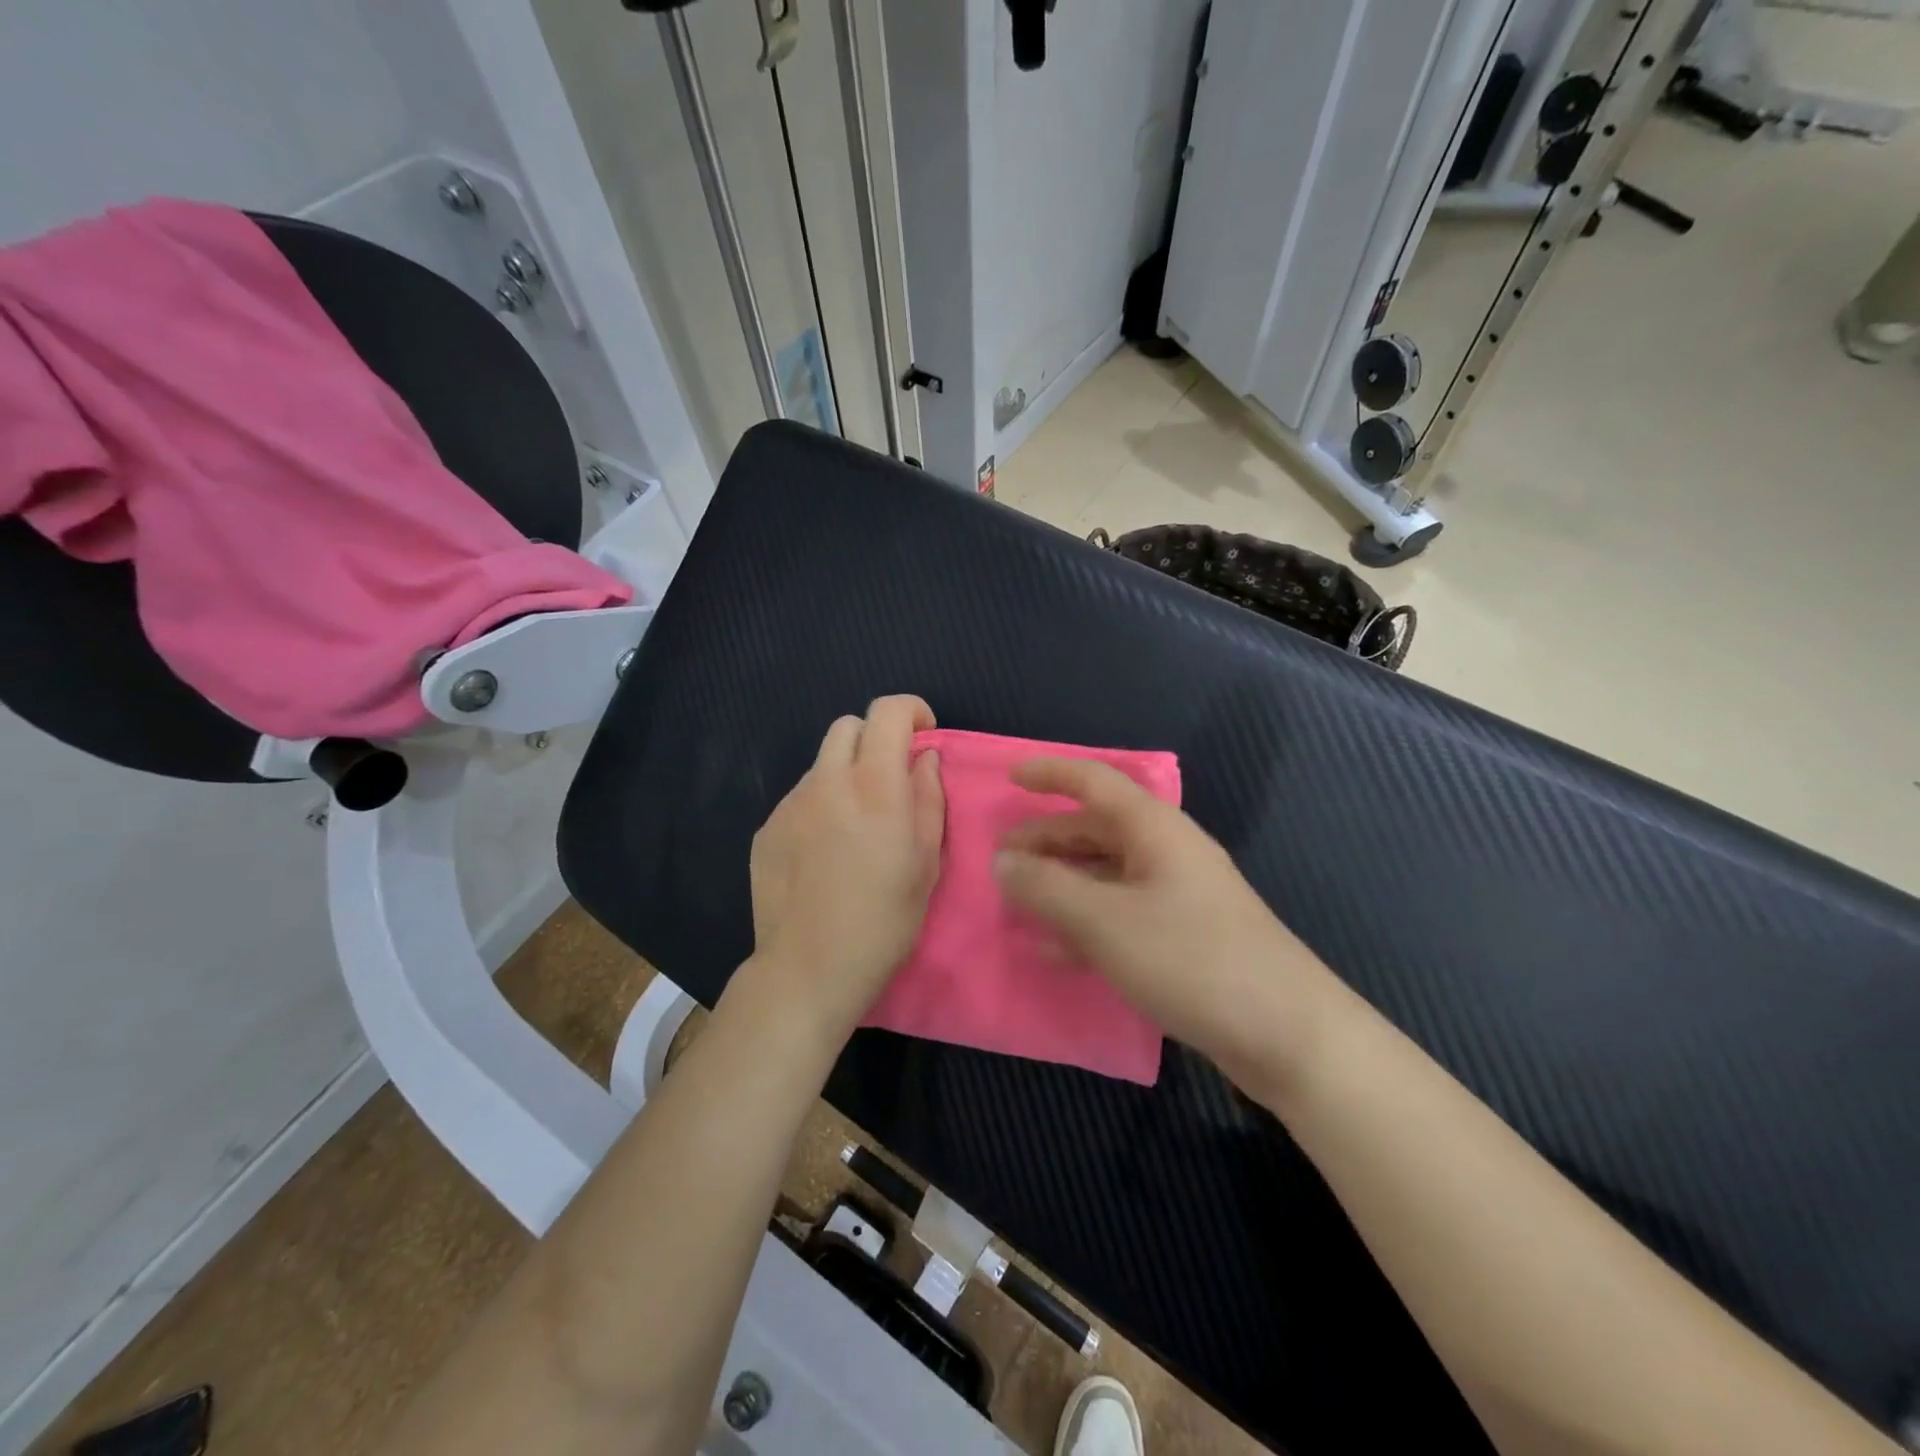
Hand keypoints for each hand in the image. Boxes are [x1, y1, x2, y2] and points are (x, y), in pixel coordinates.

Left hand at [740, 695, 945, 1053]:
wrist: (809, 969)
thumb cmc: (884, 920)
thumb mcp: (926, 862)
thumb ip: (928, 798)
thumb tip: (923, 759)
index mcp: (874, 786)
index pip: (887, 711)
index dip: (911, 710)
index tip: (924, 736)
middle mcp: (827, 782)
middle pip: (847, 726)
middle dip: (875, 738)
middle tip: (890, 779)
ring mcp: (790, 804)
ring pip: (821, 763)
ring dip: (845, 774)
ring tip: (855, 826)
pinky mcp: (766, 828)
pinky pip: (800, 798)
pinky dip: (820, 806)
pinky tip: (824, 852)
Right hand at [993, 757, 1341, 1097]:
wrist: (1287, 1033)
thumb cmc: (1191, 959)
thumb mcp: (1105, 922)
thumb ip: (1047, 888)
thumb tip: (1001, 862)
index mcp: (1154, 830)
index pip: (1095, 782)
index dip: (1051, 774)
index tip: (1011, 778)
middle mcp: (1166, 853)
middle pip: (1096, 830)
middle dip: (1047, 839)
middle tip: (1000, 859)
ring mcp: (1177, 897)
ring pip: (1105, 875)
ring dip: (1061, 883)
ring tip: (1016, 900)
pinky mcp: (1182, 939)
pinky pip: (1120, 916)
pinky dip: (1083, 923)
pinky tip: (1051, 948)